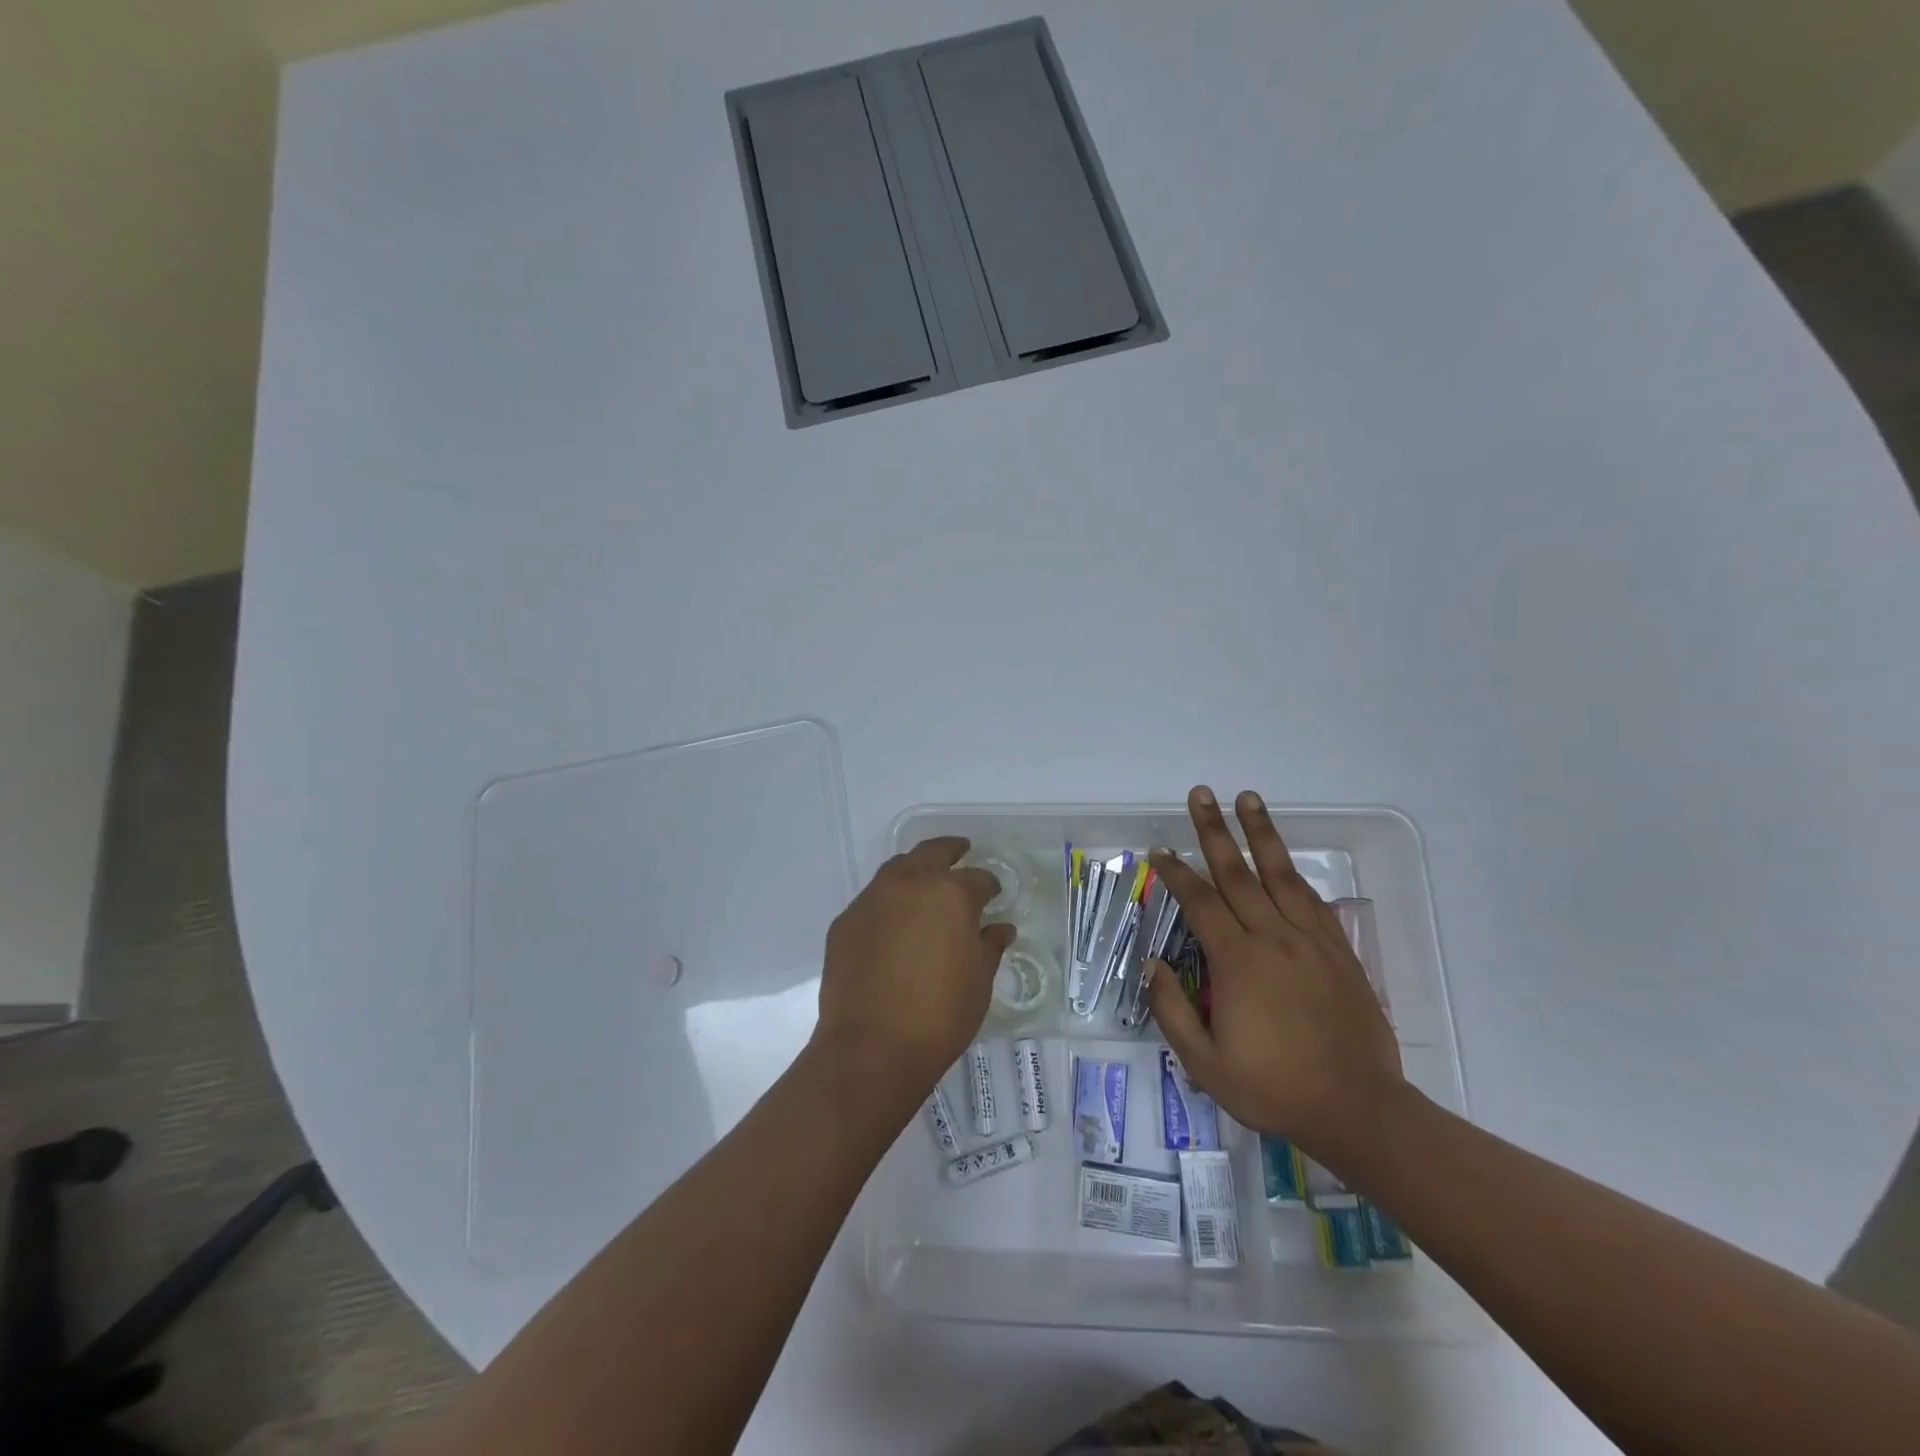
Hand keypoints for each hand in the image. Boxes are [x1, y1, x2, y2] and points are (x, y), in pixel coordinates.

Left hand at [814, 837, 1014, 1100]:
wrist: (871, 1047)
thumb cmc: (940, 1015)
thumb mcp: (979, 981)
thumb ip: (989, 946)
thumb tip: (1000, 928)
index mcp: (950, 893)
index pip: (978, 878)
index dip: (990, 886)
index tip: (994, 895)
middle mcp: (910, 884)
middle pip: (933, 852)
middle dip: (951, 850)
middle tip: (962, 852)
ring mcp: (872, 899)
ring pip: (898, 868)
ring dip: (915, 870)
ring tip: (926, 884)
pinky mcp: (845, 921)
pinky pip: (873, 900)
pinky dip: (888, 902)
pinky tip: (894, 924)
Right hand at [1147, 787, 1406, 1162]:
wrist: (1357, 1109)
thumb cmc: (1274, 1088)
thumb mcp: (1205, 1064)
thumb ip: (1172, 1010)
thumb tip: (1154, 964)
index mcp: (1238, 962)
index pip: (1200, 902)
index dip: (1176, 873)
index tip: (1159, 851)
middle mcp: (1274, 938)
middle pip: (1238, 873)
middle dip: (1214, 830)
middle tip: (1201, 794)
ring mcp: (1311, 941)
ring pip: (1281, 874)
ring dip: (1261, 833)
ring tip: (1248, 799)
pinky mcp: (1340, 952)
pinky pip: (1314, 902)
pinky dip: (1296, 876)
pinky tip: (1287, 863)